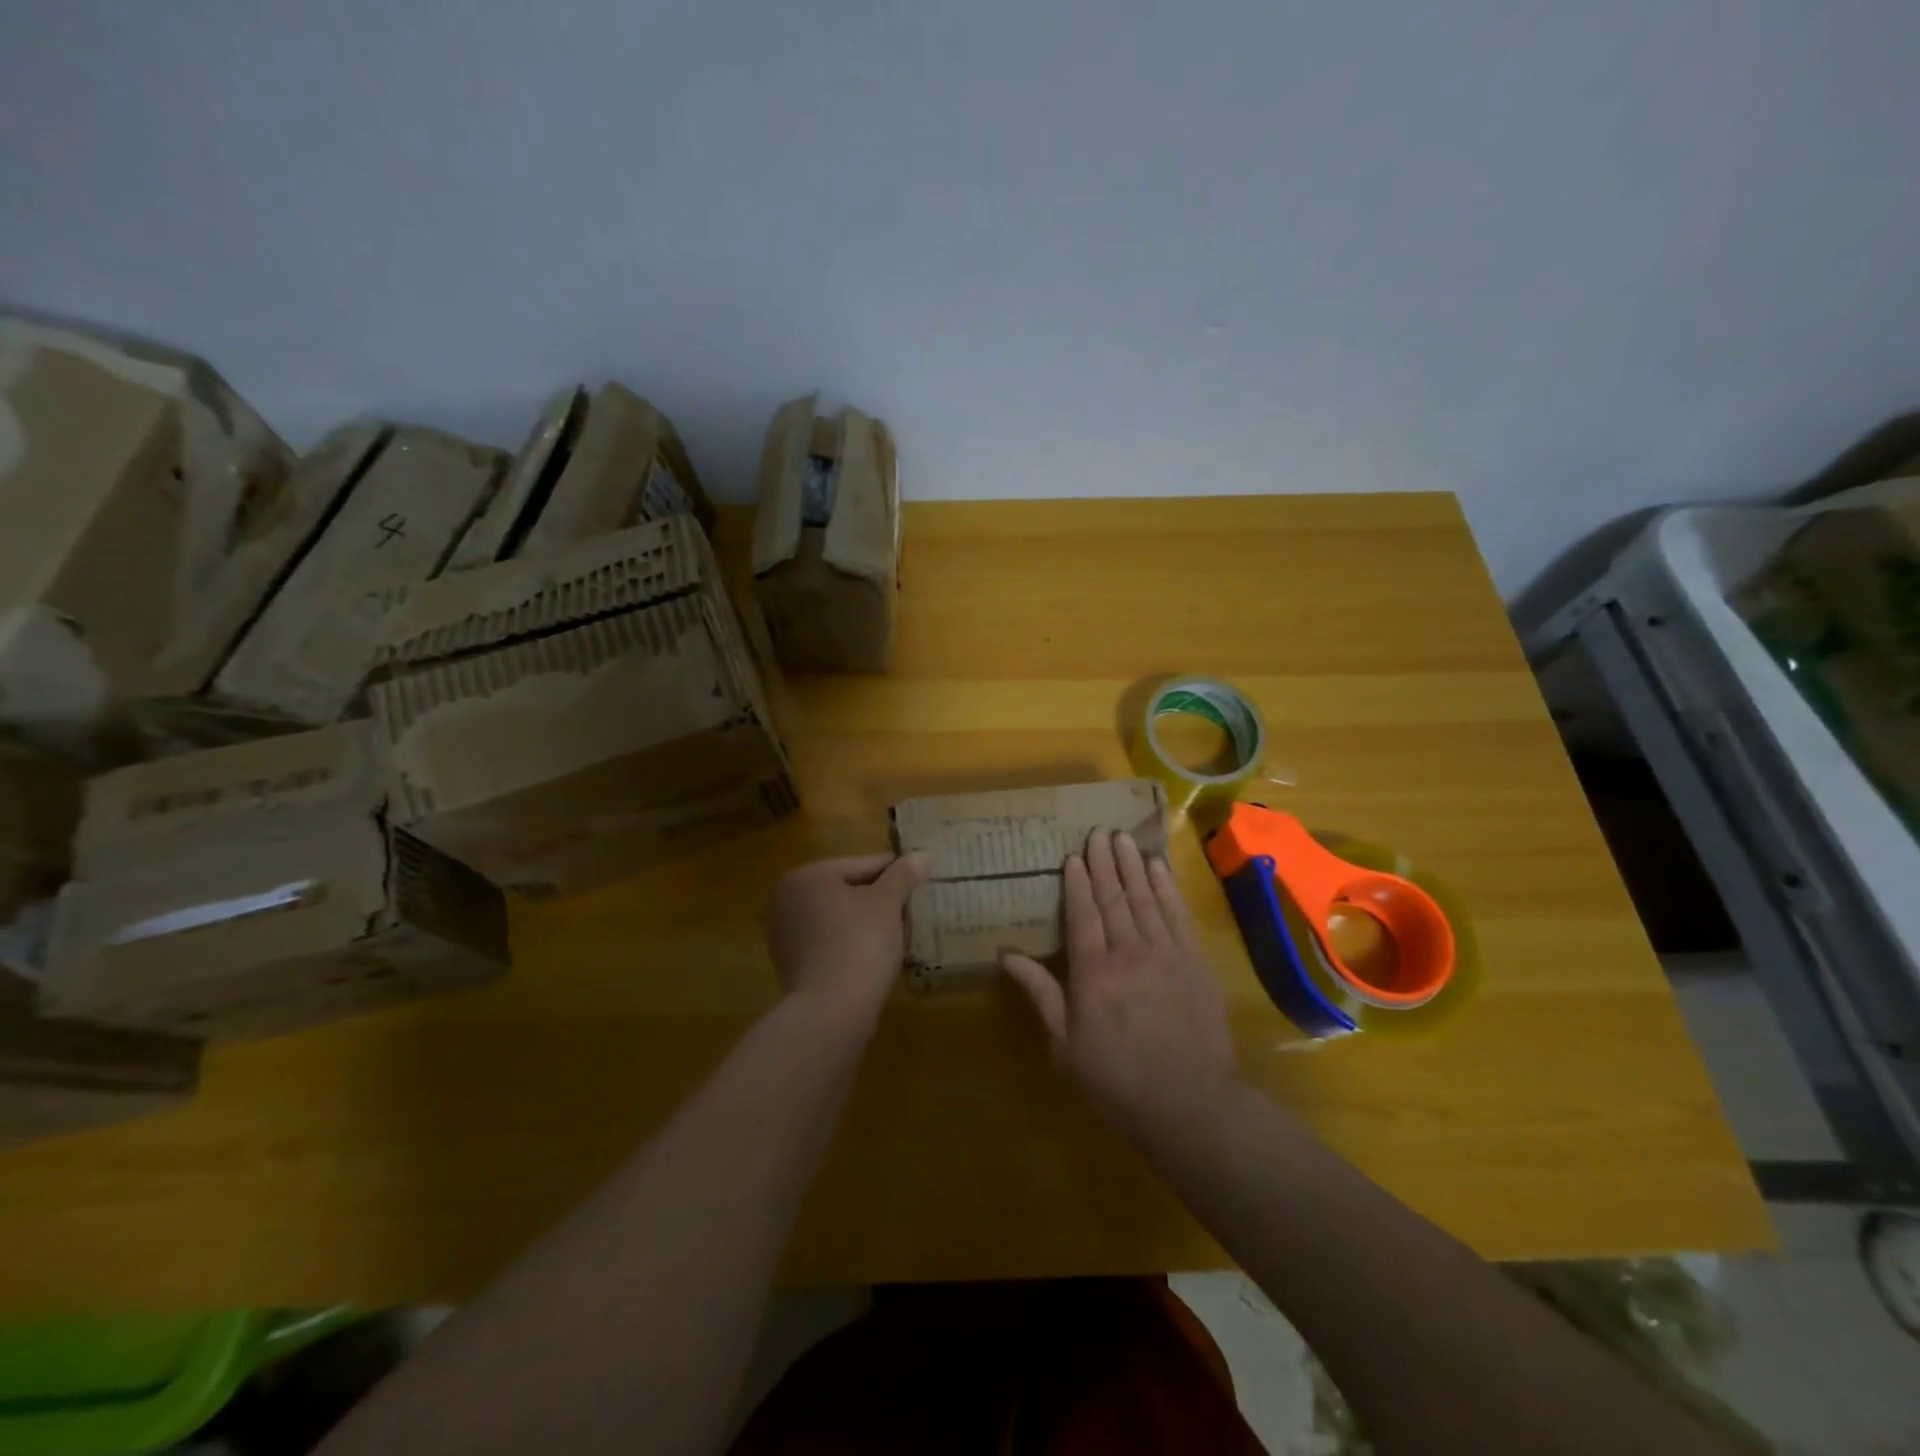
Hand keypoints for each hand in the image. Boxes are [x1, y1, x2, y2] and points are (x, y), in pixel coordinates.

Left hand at [766, 853, 929, 1019]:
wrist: (832, 1010)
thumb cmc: (860, 943)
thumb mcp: (888, 903)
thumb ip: (903, 875)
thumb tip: (920, 856)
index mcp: (807, 876)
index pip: (861, 865)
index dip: (894, 873)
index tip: (920, 880)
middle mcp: (786, 899)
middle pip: (846, 890)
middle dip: (878, 899)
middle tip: (910, 909)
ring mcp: (784, 933)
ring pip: (837, 917)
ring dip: (864, 922)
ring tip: (896, 933)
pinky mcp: (789, 964)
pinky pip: (828, 942)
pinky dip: (849, 943)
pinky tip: (873, 955)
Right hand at [1002, 830, 1239, 1147]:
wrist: (1191, 1104)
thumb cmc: (1117, 1080)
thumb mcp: (1066, 1045)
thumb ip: (1041, 993)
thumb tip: (1007, 955)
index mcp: (1093, 973)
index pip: (1083, 914)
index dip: (1077, 883)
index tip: (1072, 856)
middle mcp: (1128, 952)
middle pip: (1114, 898)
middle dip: (1104, 863)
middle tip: (1098, 833)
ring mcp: (1166, 953)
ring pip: (1145, 898)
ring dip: (1132, 865)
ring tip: (1123, 839)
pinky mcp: (1194, 961)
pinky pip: (1177, 913)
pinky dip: (1166, 887)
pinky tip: (1158, 867)